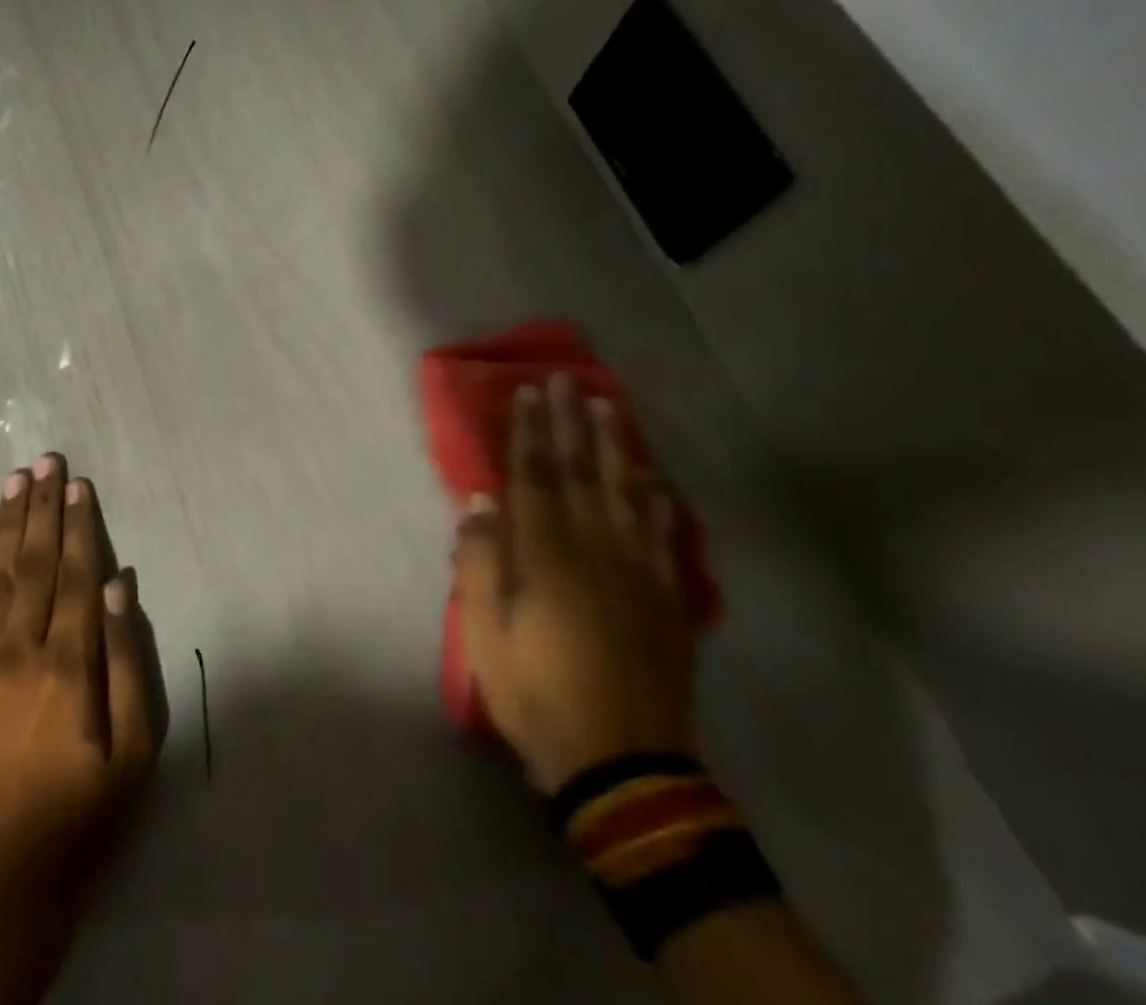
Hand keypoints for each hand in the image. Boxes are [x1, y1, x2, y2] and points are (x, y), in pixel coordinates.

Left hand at [0, 453, 157, 984]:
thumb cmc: (82, 819)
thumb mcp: (134, 752)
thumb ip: (128, 662)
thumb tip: (118, 585)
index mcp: (68, 665)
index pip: (75, 575)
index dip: (79, 526)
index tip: (79, 483)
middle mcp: (20, 650)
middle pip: (35, 563)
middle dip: (43, 508)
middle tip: (46, 460)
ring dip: (9, 523)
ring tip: (16, 480)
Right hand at [453, 376, 696, 792]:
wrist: (624, 767)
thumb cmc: (539, 697)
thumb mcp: (486, 638)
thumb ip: (480, 565)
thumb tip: (479, 502)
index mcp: (547, 557)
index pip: (536, 478)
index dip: (530, 432)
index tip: (528, 392)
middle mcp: (596, 550)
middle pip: (581, 472)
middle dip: (571, 422)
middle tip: (567, 379)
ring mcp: (638, 571)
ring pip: (626, 492)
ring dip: (616, 445)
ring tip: (609, 406)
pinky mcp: (666, 597)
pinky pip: (663, 534)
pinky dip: (657, 499)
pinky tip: (654, 477)